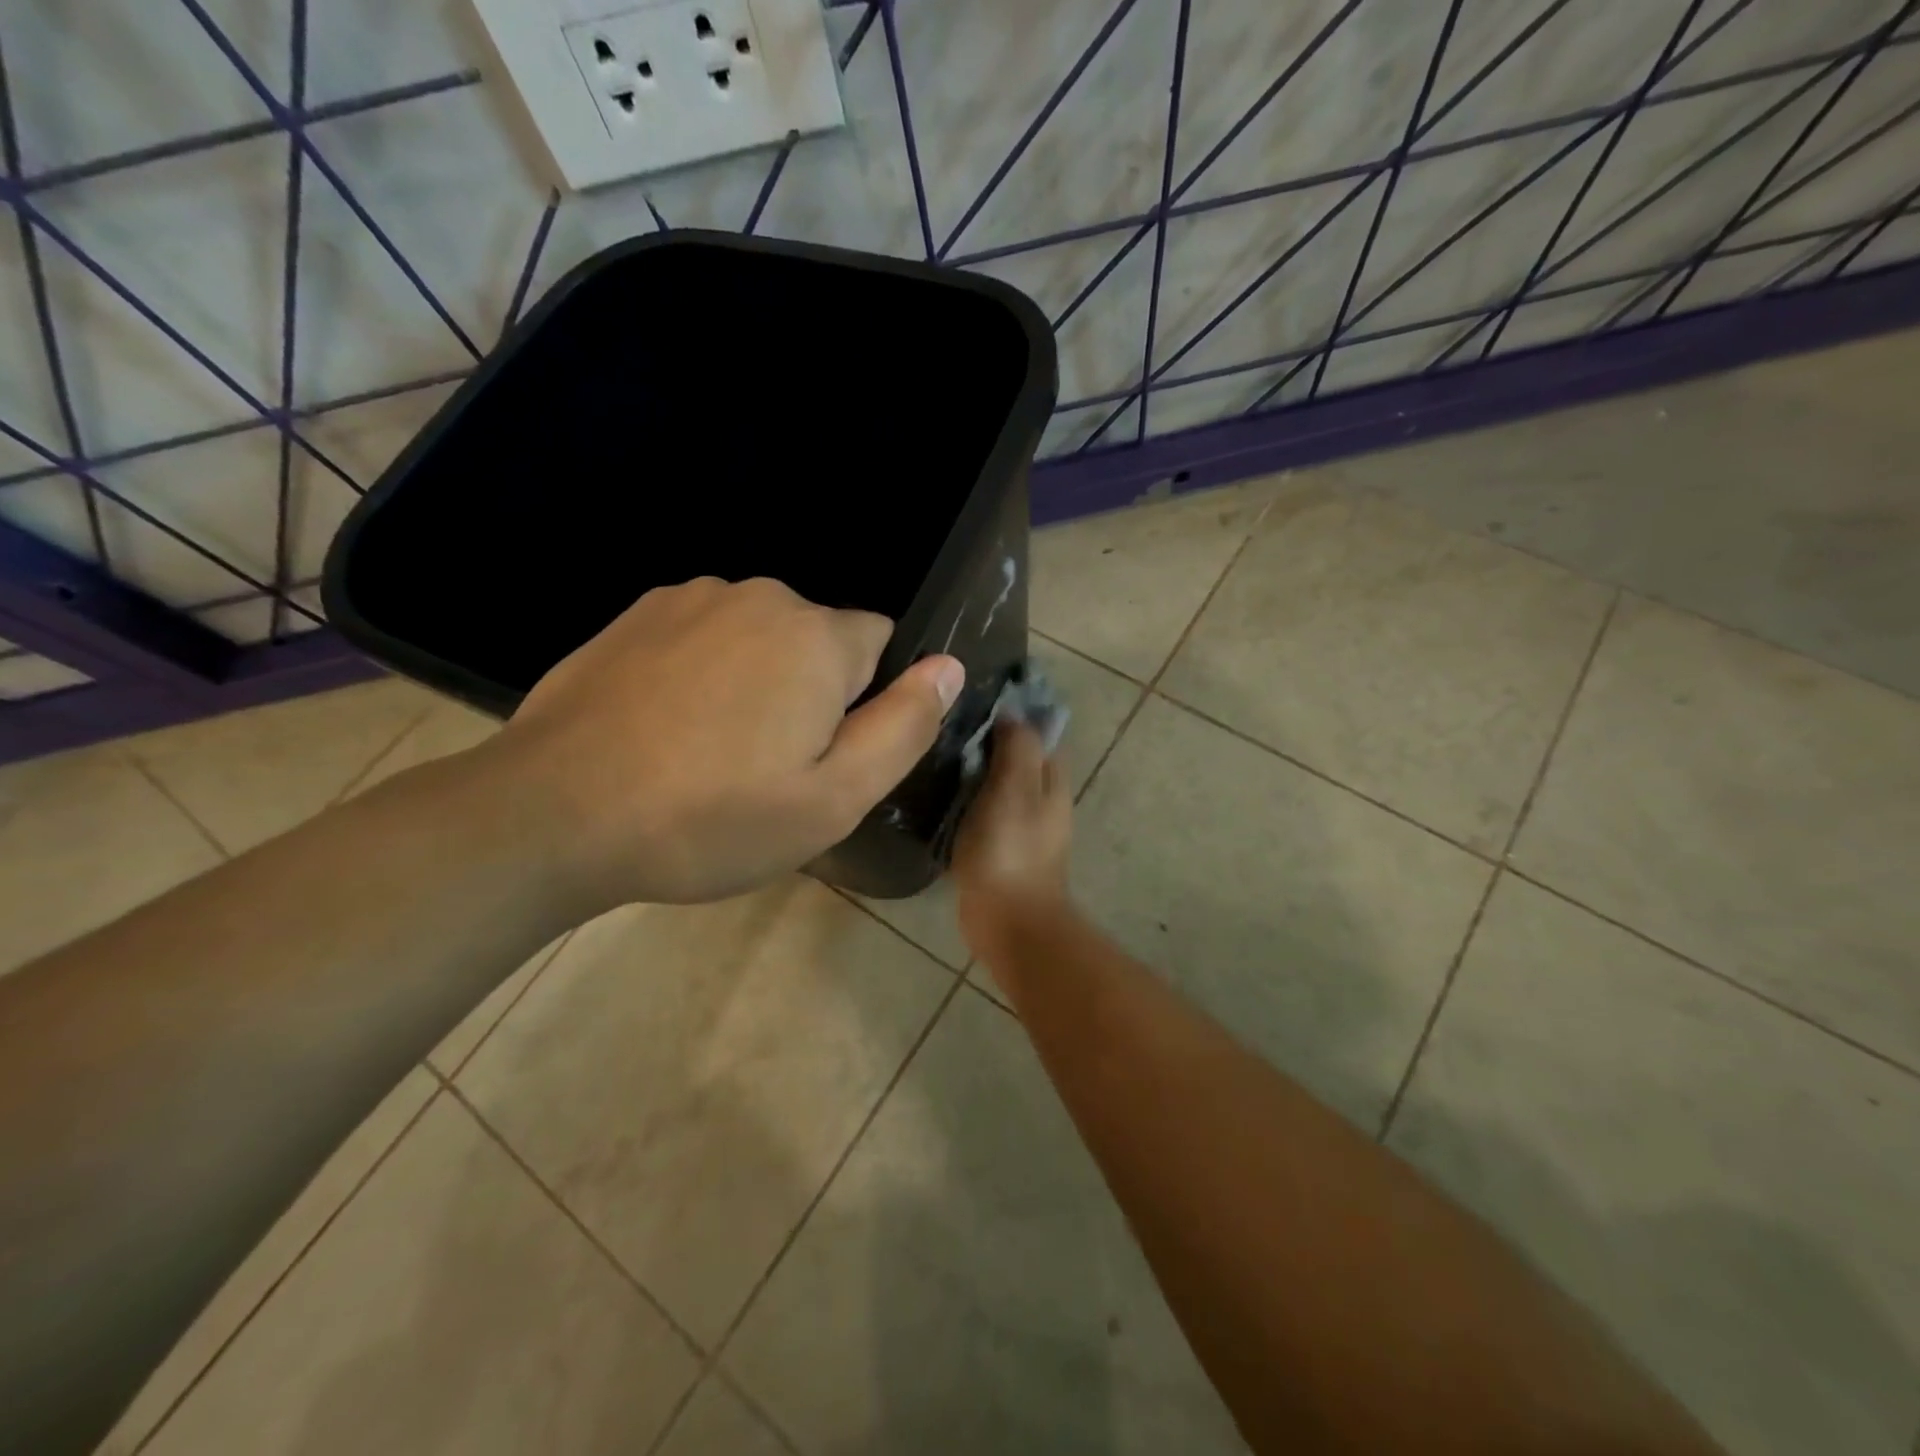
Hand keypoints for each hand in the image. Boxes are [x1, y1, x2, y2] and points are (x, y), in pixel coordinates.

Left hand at [485, 576, 962, 908]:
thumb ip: (904, 727)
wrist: (554, 814)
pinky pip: (705, 636)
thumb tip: (948, 666)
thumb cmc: (710, 818)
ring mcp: (690, 598)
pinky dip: (706, 671)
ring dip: (757, 680)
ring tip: (714, 751)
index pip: (882, 643)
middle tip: (771, 767)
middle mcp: (759, 597)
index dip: (868, 701)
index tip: (825, 754)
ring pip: (761, 637)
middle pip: (820, 640)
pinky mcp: (637, 614)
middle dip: (814, 691)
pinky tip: (668, 727)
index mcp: (816, 637)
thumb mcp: (832, 799)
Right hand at [952, 721, 1074, 959]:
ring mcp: (1020, 827)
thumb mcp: (1014, 787)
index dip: (1008, 713)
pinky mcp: (998, 850)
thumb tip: (1011, 713)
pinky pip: (981, 813)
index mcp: (1050, 780)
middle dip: (985, 741)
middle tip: (942, 726)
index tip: (970, 699)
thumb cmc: (1010, 849)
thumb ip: (1017, 747)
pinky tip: (936, 796)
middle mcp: (1041, 800)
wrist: (1008, 922)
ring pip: (995, 786)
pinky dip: (964, 801)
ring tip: (933, 754)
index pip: (1034, 732)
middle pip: (1014, 758)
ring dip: (972, 772)